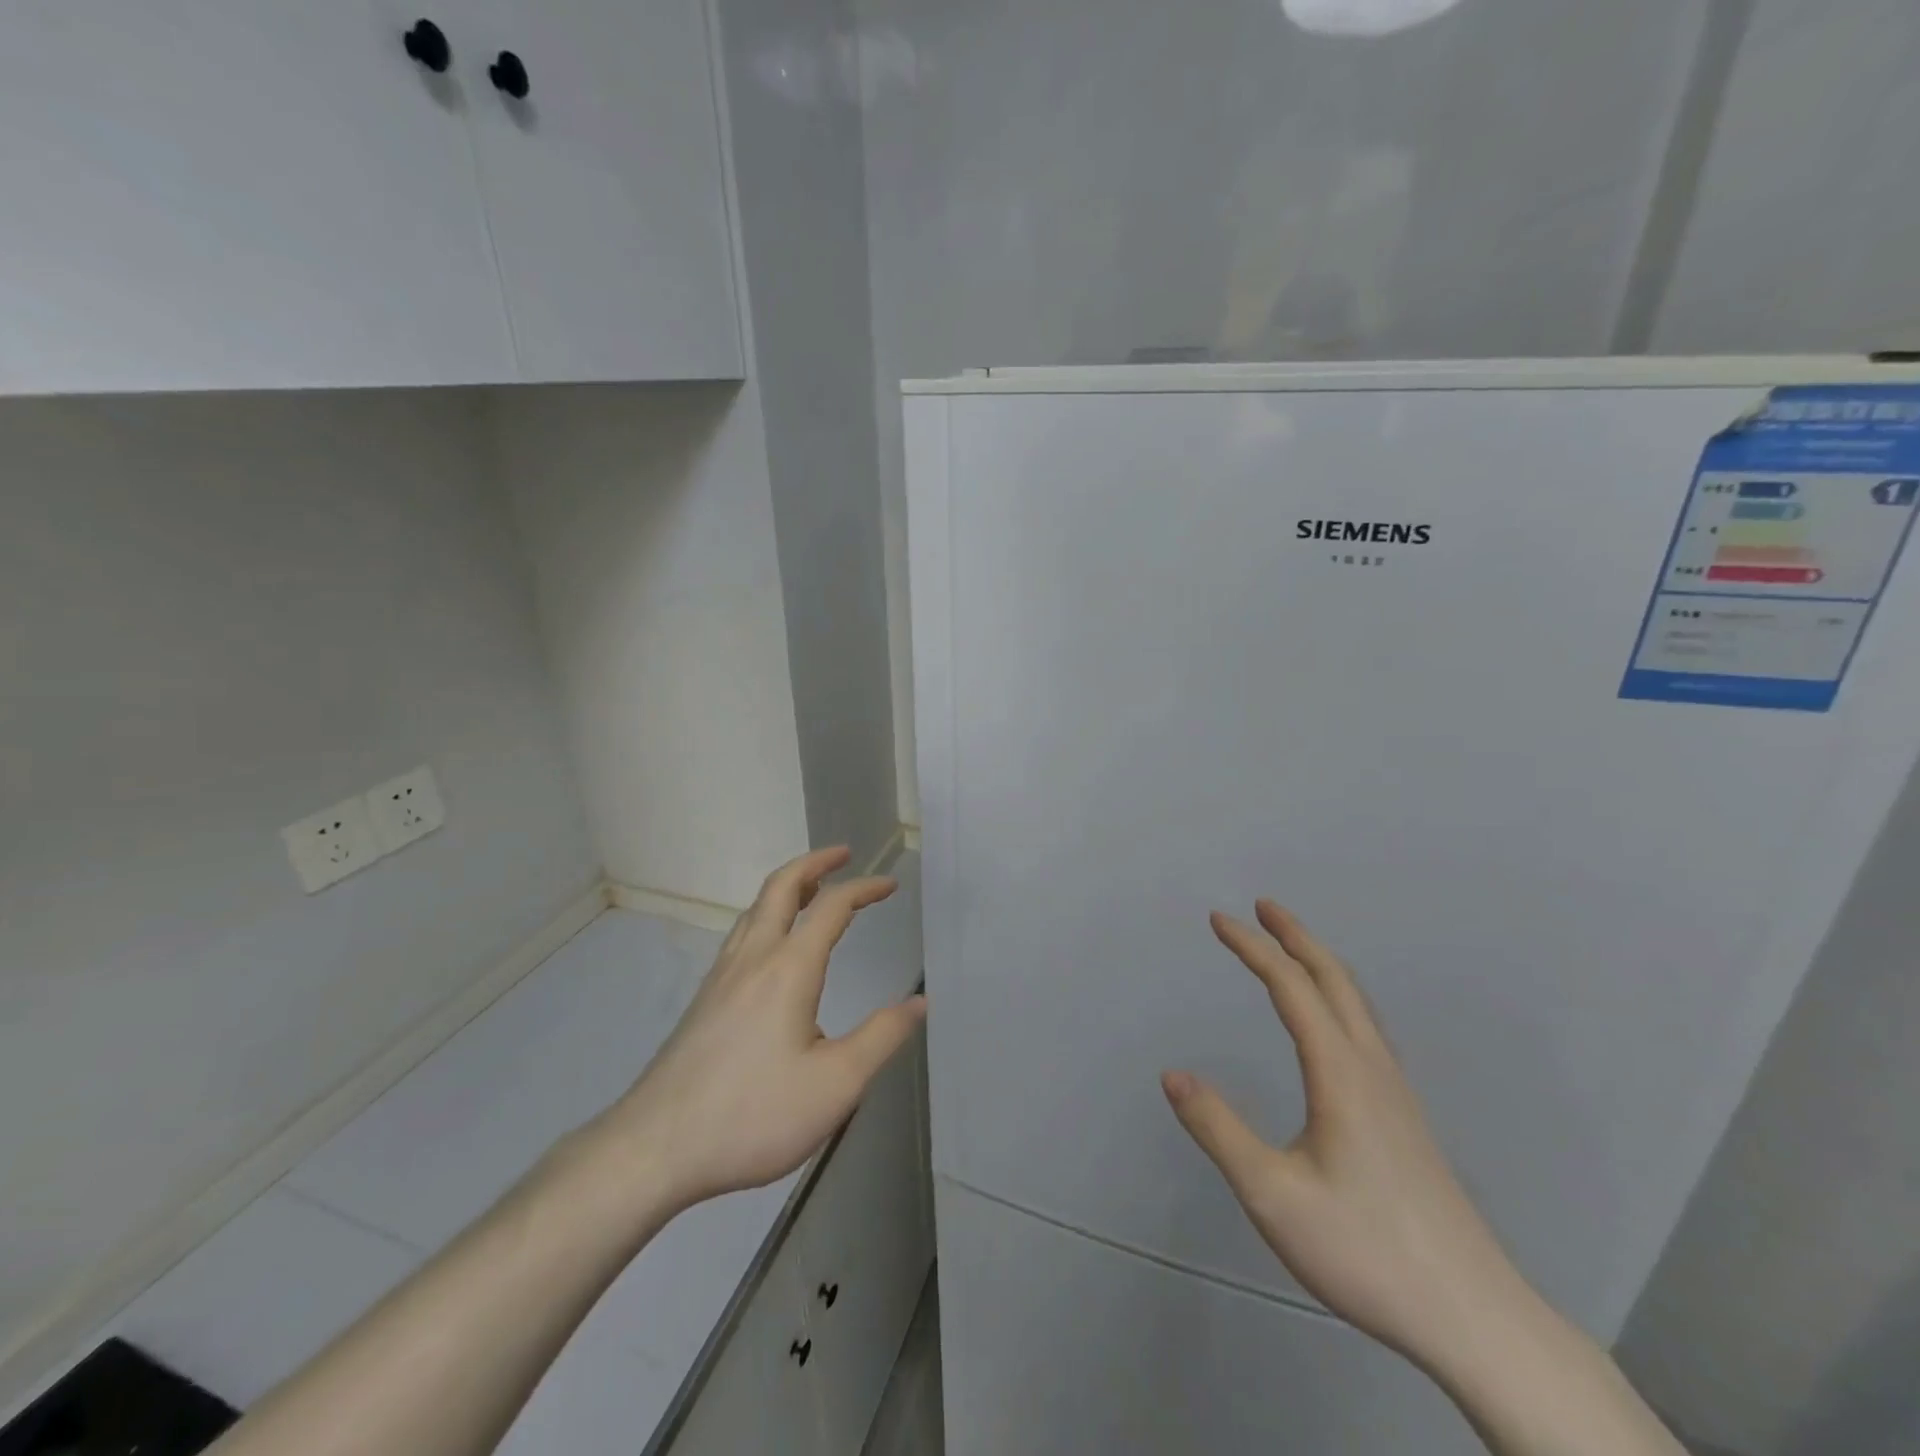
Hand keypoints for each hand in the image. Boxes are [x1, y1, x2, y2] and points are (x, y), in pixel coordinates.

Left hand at [601, 846, 926, 1213]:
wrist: (655, 1146)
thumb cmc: (753, 1114)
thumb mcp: (835, 1085)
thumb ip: (881, 1038)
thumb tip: (919, 1002)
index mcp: (789, 969)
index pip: (832, 907)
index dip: (864, 888)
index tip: (890, 885)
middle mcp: (753, 958)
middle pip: (781, 887)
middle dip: (815, 864)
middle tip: (843, 855)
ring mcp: (722, 976)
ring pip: (755, 909)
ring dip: (788, 887)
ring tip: (813, 890)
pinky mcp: (705, 999)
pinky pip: (741, 934)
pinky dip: (767, 915)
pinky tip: (772, 947)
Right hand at [1162, 901, 1533, 1373]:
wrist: (1475, 1318)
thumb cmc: (1366, 1250)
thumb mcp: (1273, 1195)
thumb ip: (1218, 1129)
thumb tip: (1172, 1074)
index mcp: (1340, 1073)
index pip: (1291, 986)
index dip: (1252, 947)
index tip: (1218, 919)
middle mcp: (1372, 1068)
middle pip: (1334, 979)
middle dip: (1295, 936)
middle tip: (1262, 907)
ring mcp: (1397, 1092)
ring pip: (1357, 1003)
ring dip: (1320, 962)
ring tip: (1292, 948)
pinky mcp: (1407, 1117)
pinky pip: (1367, 1029)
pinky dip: (1339, 995)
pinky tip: (1333, 1022)